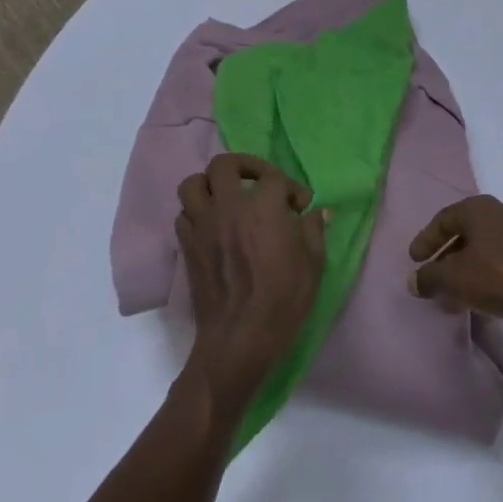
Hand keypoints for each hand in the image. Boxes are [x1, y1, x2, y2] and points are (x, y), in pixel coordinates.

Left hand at [175, 154, 326, 423]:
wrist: (239, 337)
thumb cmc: (283, 300)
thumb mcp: (313, 264)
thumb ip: (314, 231)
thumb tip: (318, 212)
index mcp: (263, 207)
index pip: (273, 177)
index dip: (291, 186)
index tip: (300, 205)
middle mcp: (228, 207)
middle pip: (225, 164)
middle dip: (244, 166)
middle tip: (259, 182)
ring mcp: (203, 225)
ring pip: (193, 184)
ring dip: (211, 184)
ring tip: (227, 198)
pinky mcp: (187, 246)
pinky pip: (184, 214)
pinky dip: (197, 212)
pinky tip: (213, 226)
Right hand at [407, 195, 502, 343]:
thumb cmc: (499, 275)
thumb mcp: (455, 278)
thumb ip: (429, 278)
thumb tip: (414, 280)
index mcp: (478, 208)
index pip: (443, 220)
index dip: (425, 240)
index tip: (413, 260)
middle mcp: (499, 214)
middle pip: (463, 234)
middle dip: (444, 258)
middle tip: (430, 278)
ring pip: (481, 251)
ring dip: (463, 271)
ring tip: (450, 296)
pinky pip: (498, 264)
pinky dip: (482, 278)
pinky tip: (476, 300)